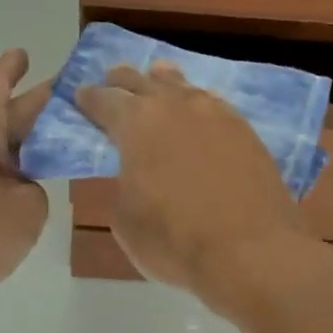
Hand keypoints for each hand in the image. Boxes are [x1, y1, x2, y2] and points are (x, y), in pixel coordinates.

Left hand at [0, 49, 50, 314]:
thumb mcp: (26, 208)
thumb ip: (35, 189)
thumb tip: (23, 189)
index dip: (12, 68)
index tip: (25, 53)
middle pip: (4, 115)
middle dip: (36, 105)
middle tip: (73, 99)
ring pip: (0, 147)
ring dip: (29, 141)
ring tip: (64, 137)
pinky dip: (18, 172)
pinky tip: (40, 182)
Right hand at [76, 61, 316, 313]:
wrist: (252, 252)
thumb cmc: (175, 240)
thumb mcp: (125, 219)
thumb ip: (122, 183)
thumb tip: (132, 172)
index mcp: (136, 123)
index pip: (104, 99)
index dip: (88, 98)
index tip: (80, 97)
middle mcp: (175, 106)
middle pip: (142, 80)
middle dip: (123, 81)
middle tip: (112, 82)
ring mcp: (215, 113)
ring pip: (181, 85)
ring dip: (163, 83)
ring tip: (156, 80)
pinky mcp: (246, 130)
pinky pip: (212, 103)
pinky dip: (196, 102)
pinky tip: (197, 109)